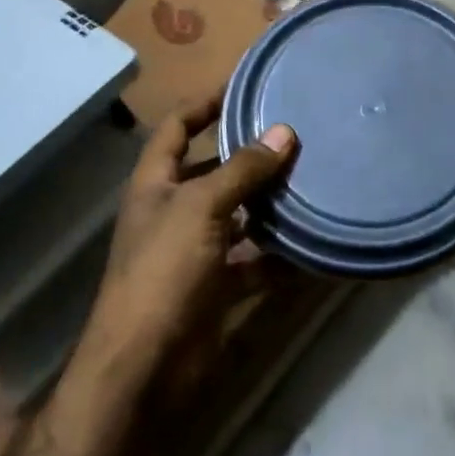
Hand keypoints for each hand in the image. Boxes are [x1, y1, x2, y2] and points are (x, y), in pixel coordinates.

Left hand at [90, 94, 296, 370]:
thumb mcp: (202, 208)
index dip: (204, 103)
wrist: (143, 369)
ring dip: (267, 202)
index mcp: (156, 185)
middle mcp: (173, 212)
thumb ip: (243, 170)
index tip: (244, 87)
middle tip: (294, 135)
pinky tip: (310, 242)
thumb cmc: (163, 272)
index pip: (176, 127)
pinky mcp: (215, 287)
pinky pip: (253, 261)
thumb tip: (285, 132)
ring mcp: (194, 251)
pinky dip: (278, 254)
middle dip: (247, 154)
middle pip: (211, 170)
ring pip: (237, 215)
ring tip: (310, 179)